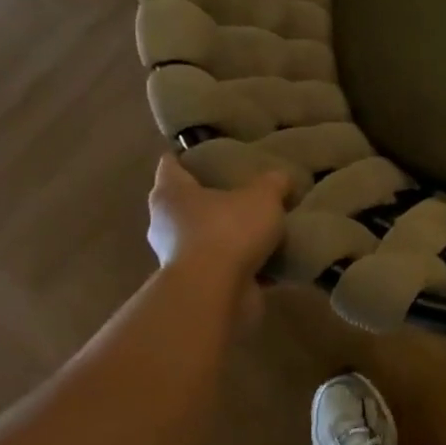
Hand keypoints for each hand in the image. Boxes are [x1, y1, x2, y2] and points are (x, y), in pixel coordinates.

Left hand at [147, 155, 290, 318]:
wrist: (214, 294)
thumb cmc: (228, 231)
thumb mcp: (263, 196)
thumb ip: (273, 182)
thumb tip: (280, 178)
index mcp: (171, 193)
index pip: (171, 164)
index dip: (189, 155)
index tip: (211, 150)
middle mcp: (165, 223)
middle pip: (188, 202)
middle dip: (213, 196)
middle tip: (245, 186)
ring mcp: (178, 257)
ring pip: (205, 236)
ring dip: (228, 233)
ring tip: (262, 223)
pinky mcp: (196, 284)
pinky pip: (222, 265)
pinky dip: (240, 262)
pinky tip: (270, 257)